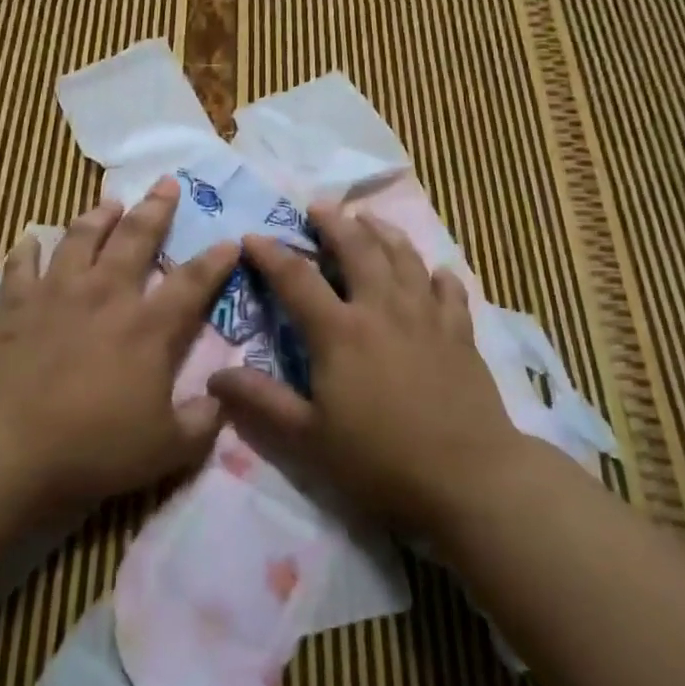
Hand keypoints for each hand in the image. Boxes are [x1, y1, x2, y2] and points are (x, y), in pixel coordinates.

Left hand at [0, 176, 238, 507]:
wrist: (5, 444)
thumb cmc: (92, 447)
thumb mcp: (165, 450)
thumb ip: (201, 423)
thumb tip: (222, 401)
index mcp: (148, 327)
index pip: (193, 282)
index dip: (216, 260)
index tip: (231, 240)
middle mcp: (106, 294)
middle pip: (136, 238)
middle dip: (156, 208)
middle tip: (166, 183)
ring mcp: (57, 292)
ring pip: (81, 238)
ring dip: (98, 217)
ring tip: (109, 202)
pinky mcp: (14, 303)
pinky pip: (22, 264)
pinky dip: (28, 248)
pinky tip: (31, 237)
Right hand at [208, 204, 523, 534]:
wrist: (469, 479)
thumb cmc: (380, 461)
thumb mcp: (308, 439)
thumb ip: (261, 402)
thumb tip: (214, 378)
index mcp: (340, 332)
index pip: (296, 279)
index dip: (271, 254)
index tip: (251, 237)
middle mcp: (382, 309)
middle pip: (357, 249)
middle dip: (334, 223)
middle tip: (318, 206)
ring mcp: (426, 316)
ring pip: (404, 257)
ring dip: (383, 232)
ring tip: (368, 218)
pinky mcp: (460, 333)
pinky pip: (449, 290)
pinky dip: (437, 274)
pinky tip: (434, 271)